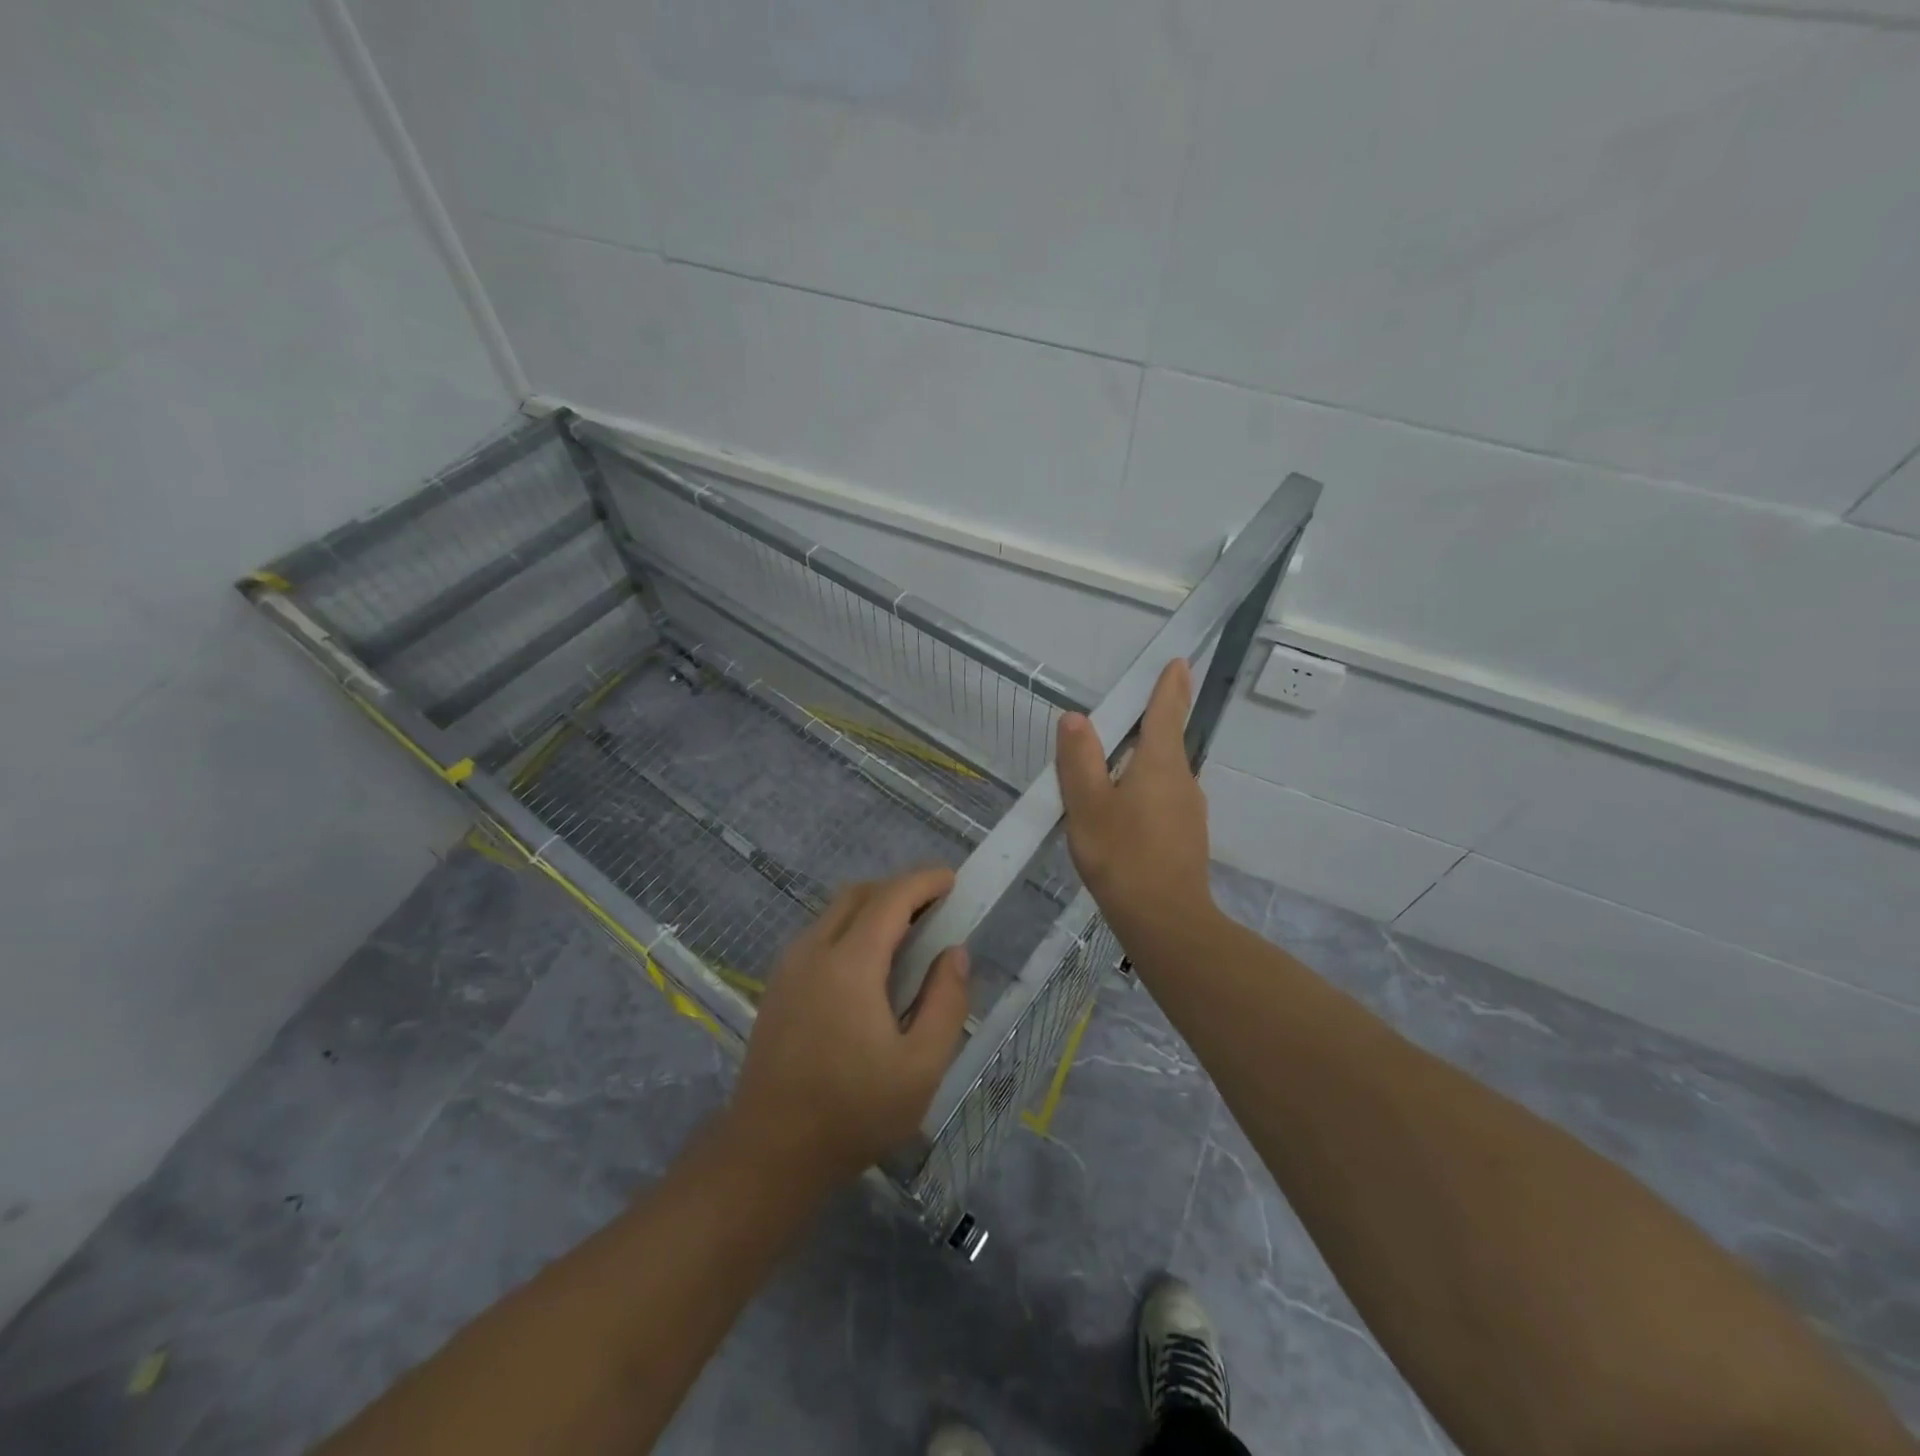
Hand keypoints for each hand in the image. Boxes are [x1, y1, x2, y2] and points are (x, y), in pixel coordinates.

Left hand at [724, 867, 970, 1184]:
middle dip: (899, 888)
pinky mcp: (777, 985)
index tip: (952, 879)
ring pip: (835, 912)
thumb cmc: (853, 1112)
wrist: (769, 1152)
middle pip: (859, 894)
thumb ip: (946, 1003)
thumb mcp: (920, 1067)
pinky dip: (851, 928)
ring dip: (874, 907)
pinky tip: (870, 966)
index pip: (890, 898)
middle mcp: (813, 951)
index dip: (924, 881)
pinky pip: (819, 934)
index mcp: (849, 964)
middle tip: (935, 908)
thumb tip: (954, 953)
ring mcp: (789, 967)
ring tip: (908, 934)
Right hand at [1056, 658, 1215, 943]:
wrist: (1165, 920)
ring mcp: (1189, 810)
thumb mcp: (1088, 805)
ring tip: (1110, 768)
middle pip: (1166, 740)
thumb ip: (1080, 759)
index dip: (1170, 685)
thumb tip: (1075, 717)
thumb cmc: (1122, 856)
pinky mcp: (1186, 835)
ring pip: (1163, 773)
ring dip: (1143, 761)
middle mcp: (1183, 780)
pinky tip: (1121, 812)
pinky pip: (1163, 798)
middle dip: (1150, 723)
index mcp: (1161, 764)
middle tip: (1124, 715)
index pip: (1166, 711)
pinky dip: (1144, 790)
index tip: (1179, 662)